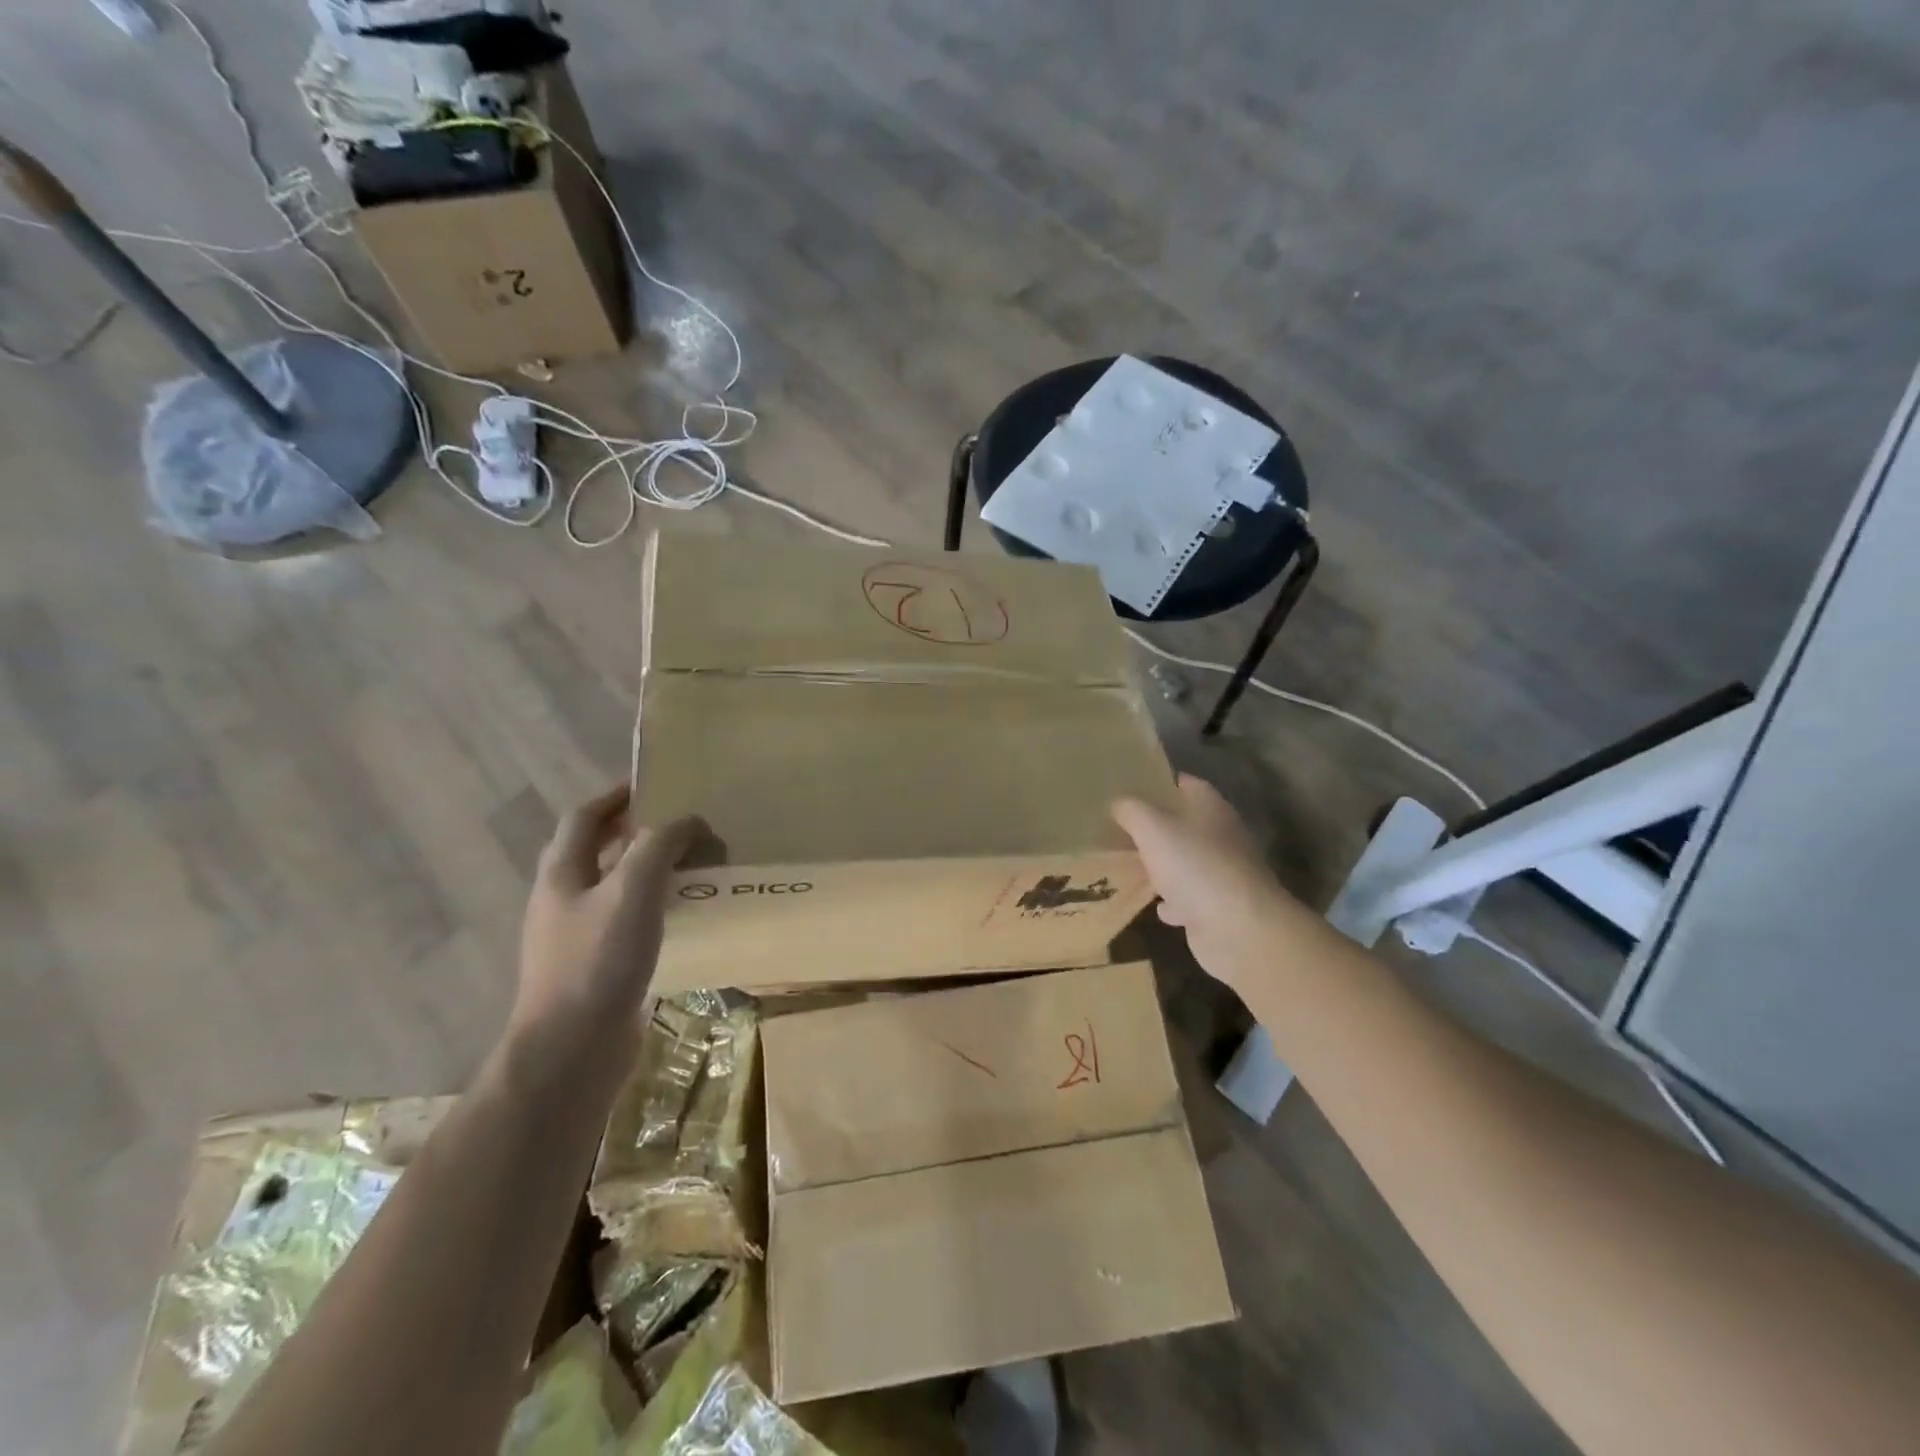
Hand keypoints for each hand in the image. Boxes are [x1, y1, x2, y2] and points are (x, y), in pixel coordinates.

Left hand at [511, 786, 699, 1045]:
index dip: (616, 795)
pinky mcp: (593, 966)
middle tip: (683, 824)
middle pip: (596, 849)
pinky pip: (625, 920)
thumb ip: (659, 845)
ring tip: (692, 864)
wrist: (571, 1050)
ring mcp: (575, 936)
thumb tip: (687, 820)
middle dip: (636, 831)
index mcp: (562, 872)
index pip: (585, 816)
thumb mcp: (633, 890)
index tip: (655, 783)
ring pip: (613, 886)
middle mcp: (562, 899)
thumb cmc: (597, 961)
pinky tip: (681, 914)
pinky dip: (652, 905)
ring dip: (648, 869)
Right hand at [1113, 774, 1297, 992]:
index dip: (1160, 783)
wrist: (1236, 928)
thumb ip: (1131, 810)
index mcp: (1211, 808)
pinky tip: (1156, 906)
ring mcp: (1222, 873)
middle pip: (1184, 824)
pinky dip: (1173, 902)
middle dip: (1155, 827)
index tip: (1131, 787)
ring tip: (1129, 865)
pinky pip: (1189, 898)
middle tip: (1120, 828)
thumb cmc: (1194, 865)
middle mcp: (1221, 836)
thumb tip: (1118, 804)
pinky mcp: (1218, 907)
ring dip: (1162, 866)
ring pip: (1185, 862)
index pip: (1186, 784)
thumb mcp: (1151, 827)